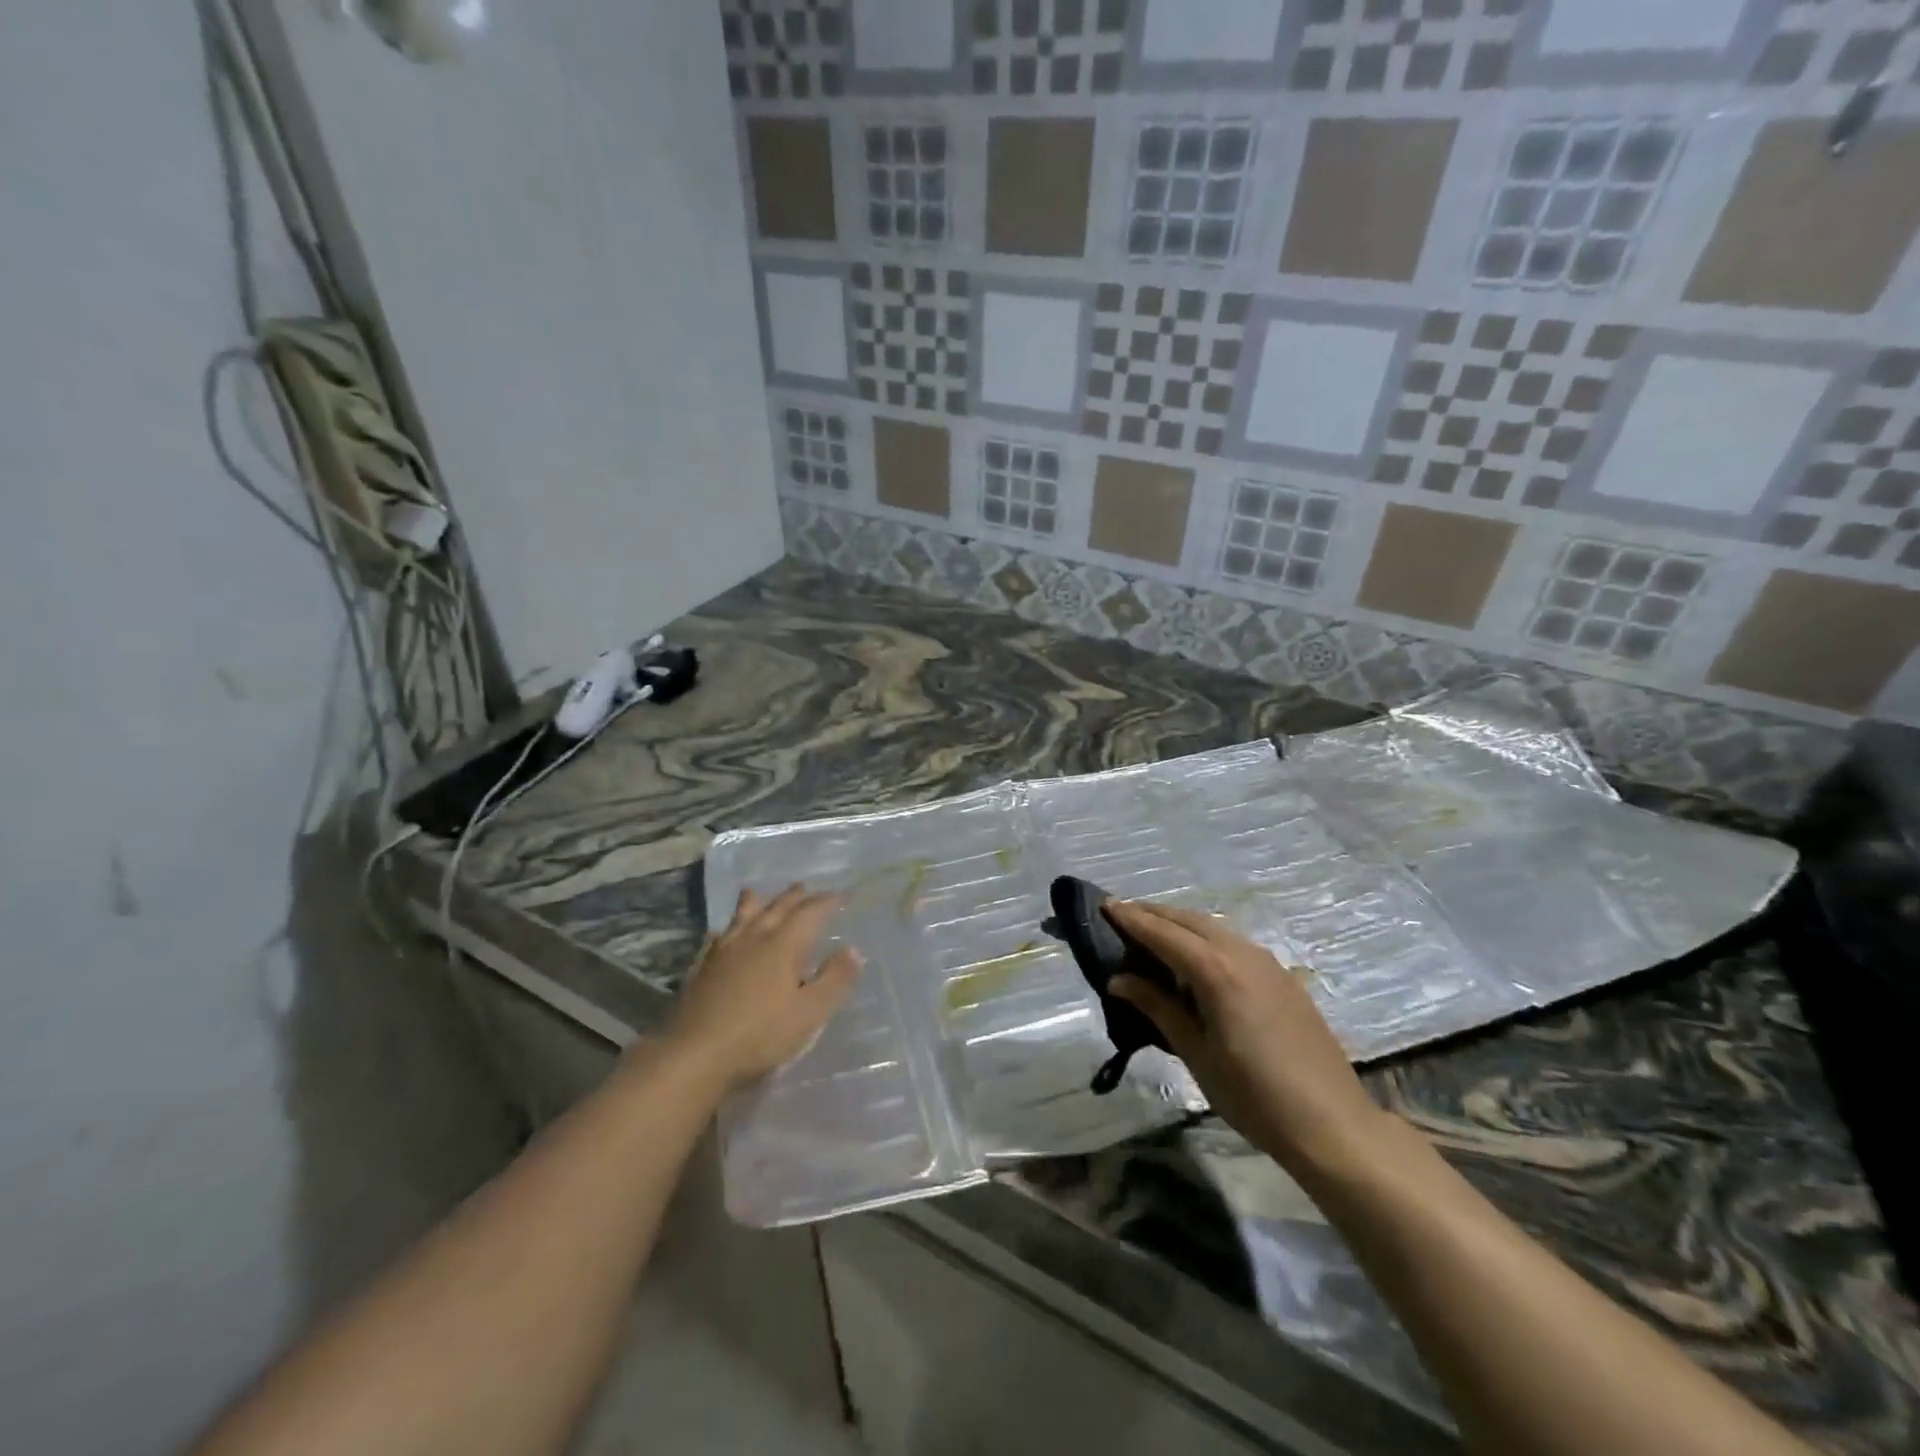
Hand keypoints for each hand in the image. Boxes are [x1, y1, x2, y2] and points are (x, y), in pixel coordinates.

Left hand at [668, 885, 861, 1090]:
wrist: (694, 1056)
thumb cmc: (760, 1036)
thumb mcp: (810, 1014)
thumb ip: (835, 980)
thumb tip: (853, 949)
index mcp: (783, 945)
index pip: (810, 912)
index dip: (827, 901)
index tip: (841, 895)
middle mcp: (753, 938)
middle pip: (777, 907)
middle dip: (795, 896)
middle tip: (805, 887)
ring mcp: (723, 951)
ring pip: (742, 915)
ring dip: (756, 902)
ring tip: (759, 892)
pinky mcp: (701, 968)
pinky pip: (716, 937)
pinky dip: (726, 928)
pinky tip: (721, 933)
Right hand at [1104, 901, 1388, 1177]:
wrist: (1332, 1124)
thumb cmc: (1253, 1095)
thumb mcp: (1196, 1053)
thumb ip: (1157, 1008)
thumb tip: (1119, 979)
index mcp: (1216, 970)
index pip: (1162, 933)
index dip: (1131, 918)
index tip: (1104, 905)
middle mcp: (1241, 953)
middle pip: (1188, 920)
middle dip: (1153, 913)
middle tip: (1121, 913)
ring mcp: (1267, 962)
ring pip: (1214, 927)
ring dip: (1180, 923)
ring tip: (1153, 930)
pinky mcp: (1282, 976)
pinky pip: (1234, 942)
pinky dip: (1205, 937)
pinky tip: (1196, 956)